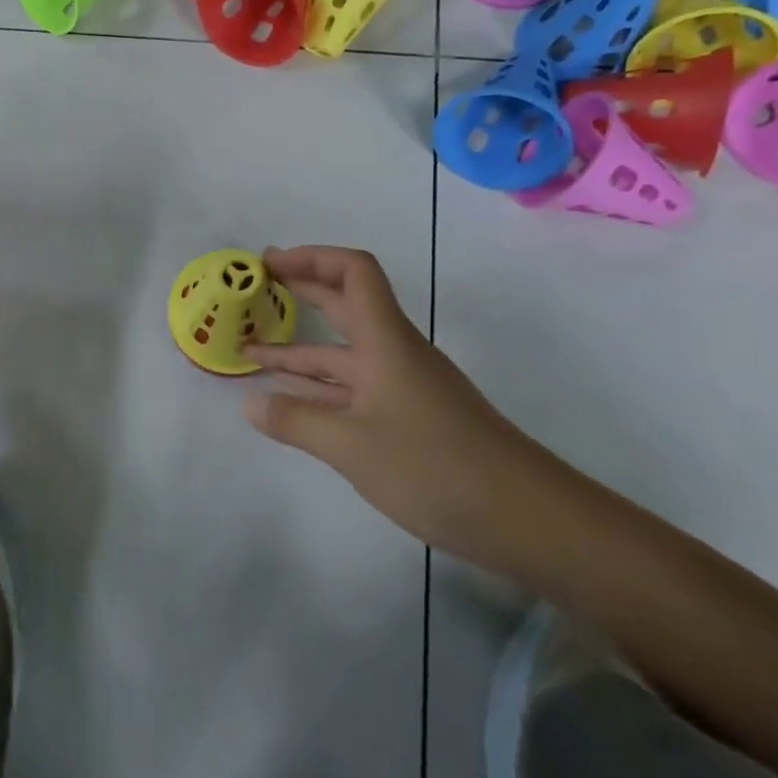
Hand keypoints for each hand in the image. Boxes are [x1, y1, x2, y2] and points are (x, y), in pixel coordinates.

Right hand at [243, 246, 560, 565]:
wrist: (527, 519)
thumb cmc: (436, 467)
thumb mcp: (352, 447)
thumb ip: (296, 421)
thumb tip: (250, 403)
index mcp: (386, 342)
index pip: (353, 272)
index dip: (311, 258)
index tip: (269, 264)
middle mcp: (394, 354)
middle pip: (345, 305)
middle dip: (300, 291)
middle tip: (254, 287)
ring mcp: (402, 388)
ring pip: (343, 355)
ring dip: (299, 350)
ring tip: (251, 351)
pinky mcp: (407, 420)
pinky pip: (353, 390)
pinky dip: (318, 388)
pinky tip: (290, 399)